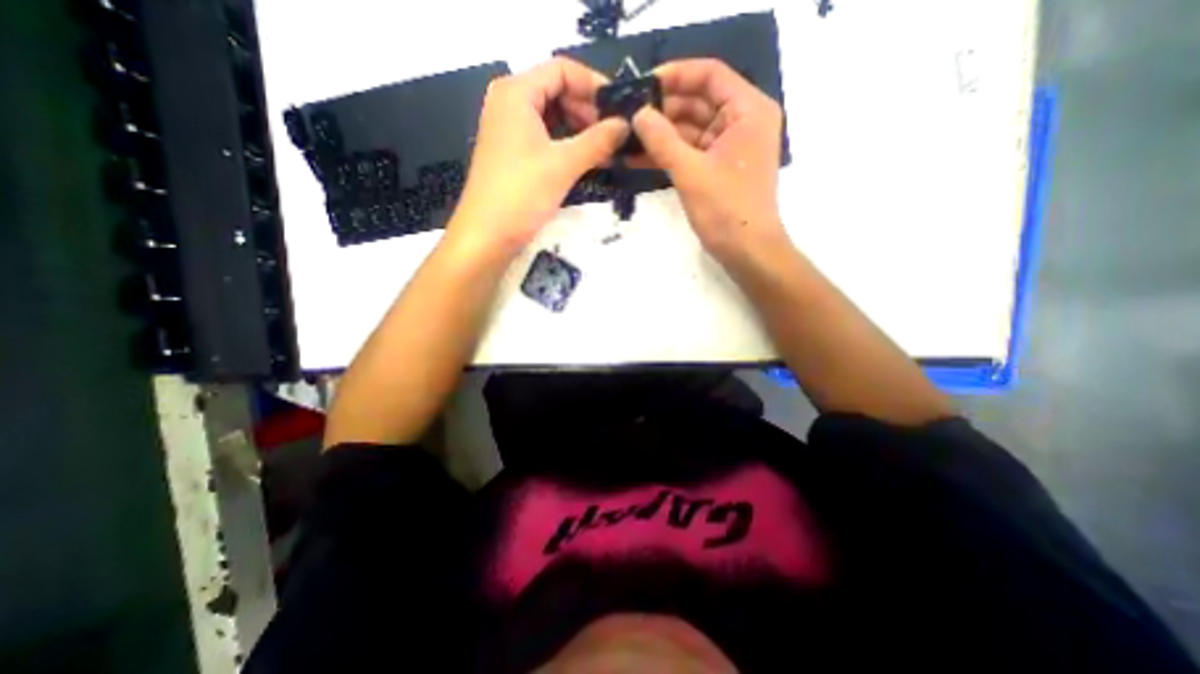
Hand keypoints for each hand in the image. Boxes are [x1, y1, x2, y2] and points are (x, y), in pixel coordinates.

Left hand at [450, 57, 630, 254]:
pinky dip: (567, 146)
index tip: (620, 109)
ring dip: (580, 131)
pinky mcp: (513, 154)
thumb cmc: (521, 194)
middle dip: (588, 111)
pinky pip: (545, 138)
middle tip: (614, 136)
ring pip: (553, 117)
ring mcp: (509, 130)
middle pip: (557, 91)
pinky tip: (587, 161)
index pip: (562, 69)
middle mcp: (510, 103)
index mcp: (516, 92)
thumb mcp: (563, 164)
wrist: (487, 235)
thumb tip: (626, 125)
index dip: (594, 85)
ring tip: (606, 151)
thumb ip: (598, 141)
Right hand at [628, 59, 789, 263]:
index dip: (675, 75)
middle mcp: (742, 121)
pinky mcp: (718, 168)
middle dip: (662, 110)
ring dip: (660, 135)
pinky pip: (690, 151)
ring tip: (626, 138)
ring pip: (690, 129)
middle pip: (698, 102)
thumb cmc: (726, 210)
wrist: (747, 251)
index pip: (709, 75)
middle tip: (627, 116)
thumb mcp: (691, 172)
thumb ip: (662, 140)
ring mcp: (729, 146)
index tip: (641, 85)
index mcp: (747, 110)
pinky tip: (639, 157)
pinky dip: (668, 154)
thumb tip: (637, 114)